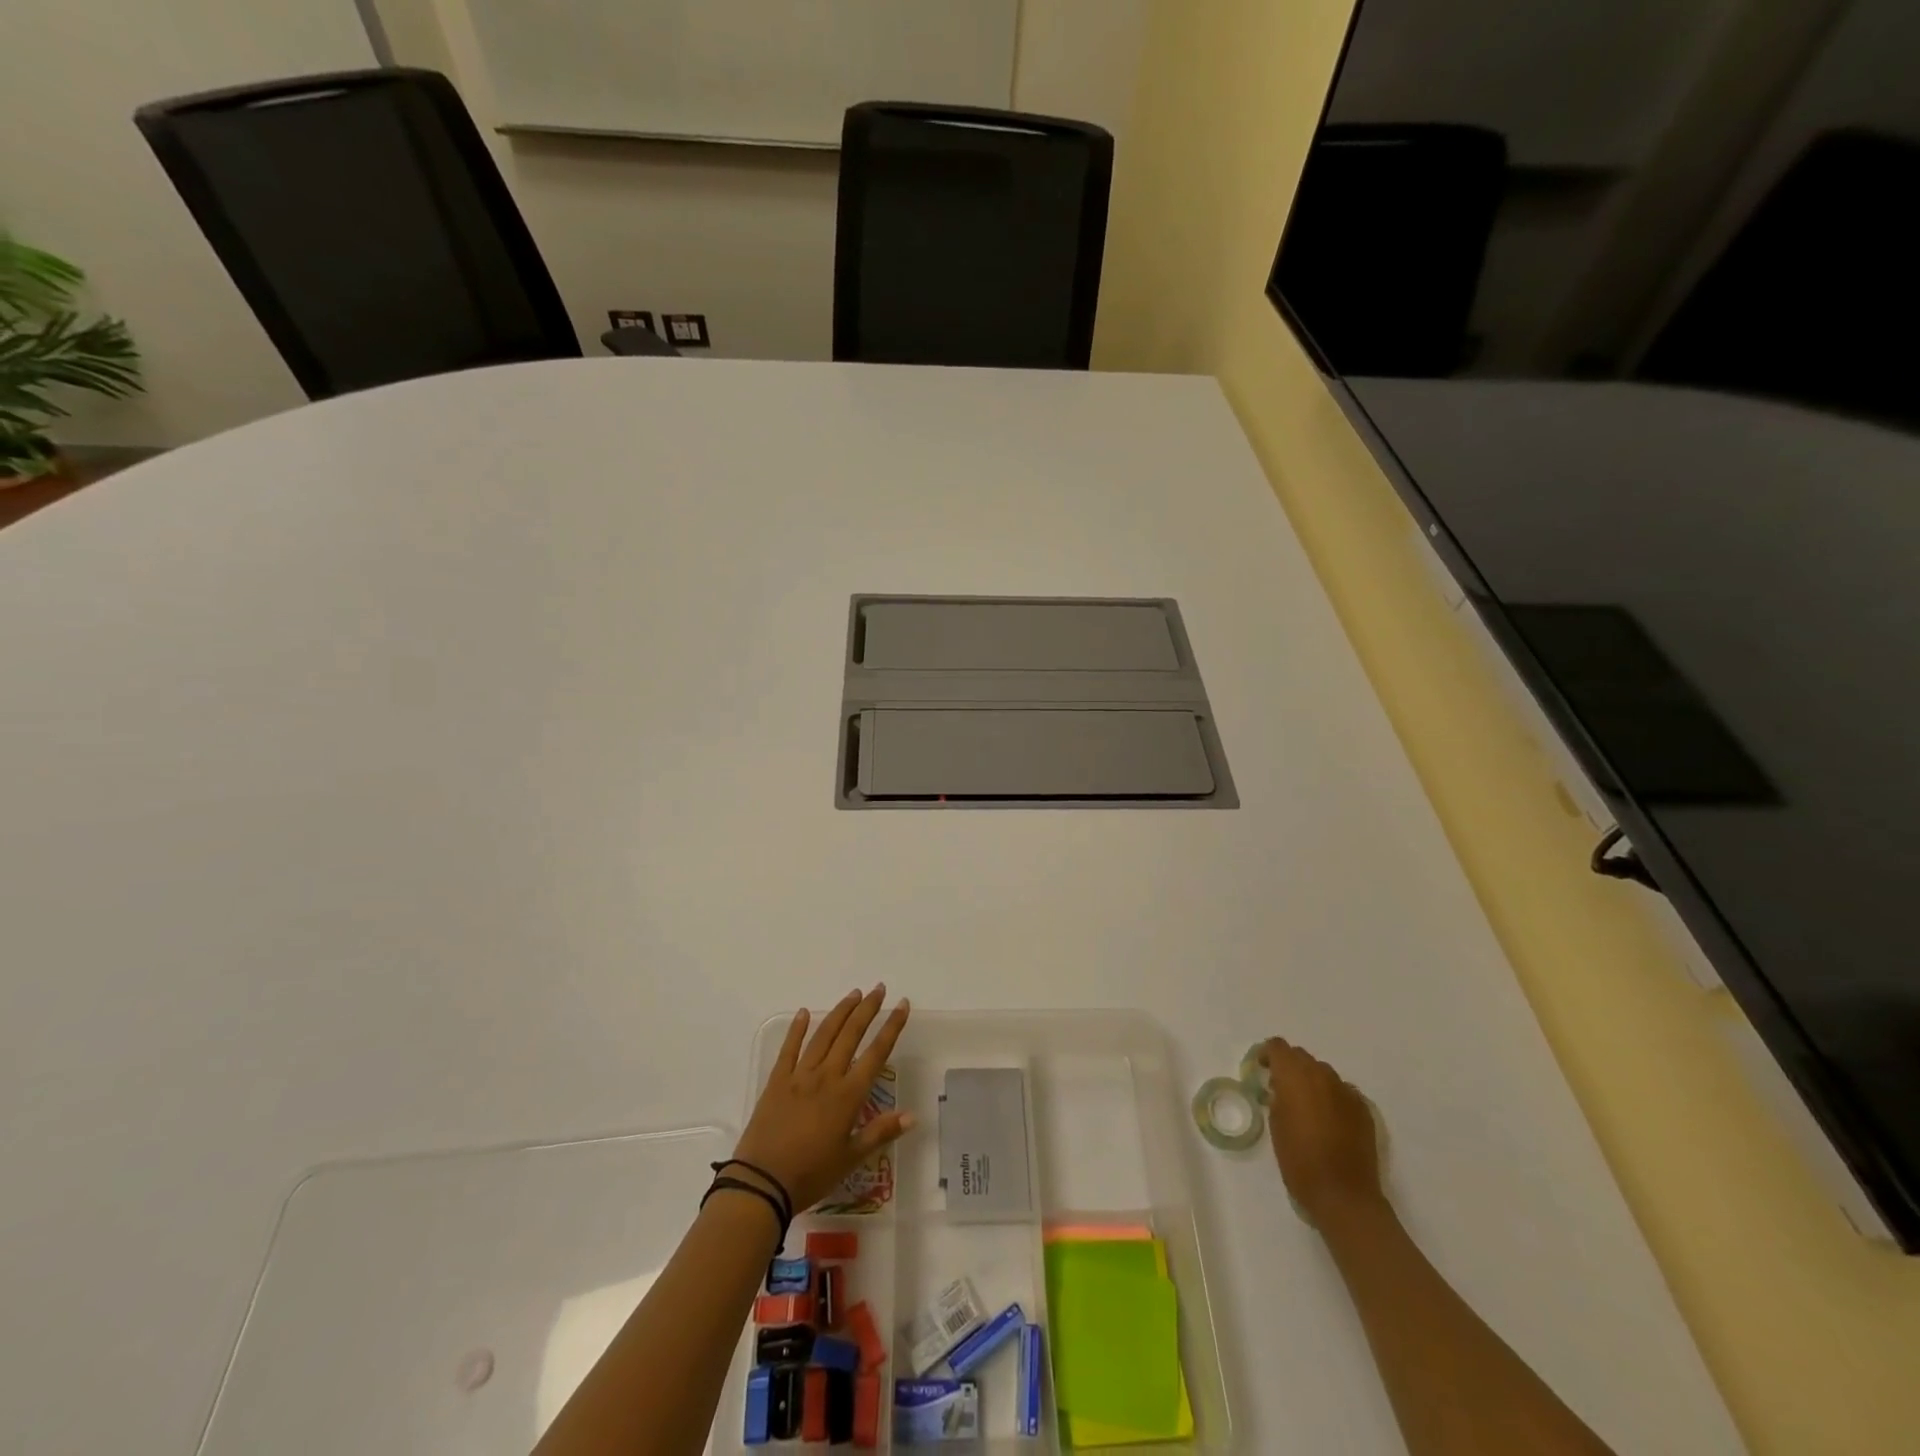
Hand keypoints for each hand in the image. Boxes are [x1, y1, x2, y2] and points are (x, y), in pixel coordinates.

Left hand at [731, 986, 914, 1212]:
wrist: (761, 1183)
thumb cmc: (811, 1175)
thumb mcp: (851, 1159)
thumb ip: (880, 1132)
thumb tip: (912, 1115)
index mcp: (848, 1095)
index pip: (876, 1053)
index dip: (892, 1027)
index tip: (902, 1005)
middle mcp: (826, 1077)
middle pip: (851, 1034)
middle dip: (867, 1009)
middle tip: (879, 988)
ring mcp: (799, 1076)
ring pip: (823, 1035)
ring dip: (840, 1012)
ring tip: (853, 994)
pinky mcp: (777, 1081)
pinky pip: (789, 1049)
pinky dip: (797, 1029)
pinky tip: (804, 1012)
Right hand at [1261, 1037, 1384, 1226]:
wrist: (1343, 1195)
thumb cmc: (1299, 1160)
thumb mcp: (1275, 1124)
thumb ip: (1277, 1097)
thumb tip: (1281, 1089)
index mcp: (1295, 1076)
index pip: (1278, 1047)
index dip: (1268, 1055)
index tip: (1262, 1070)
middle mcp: (1322, 1075)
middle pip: (1302, 1056)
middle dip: (1290, 1066)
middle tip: (1281, 1089)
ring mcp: (1346, 1091)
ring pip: (1324, 1073)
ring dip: (1312, 1081)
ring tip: (1307, 1106)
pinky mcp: (1363, 1109)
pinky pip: (1342, 1091)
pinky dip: (1332, 1097)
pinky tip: (1329, 1120)